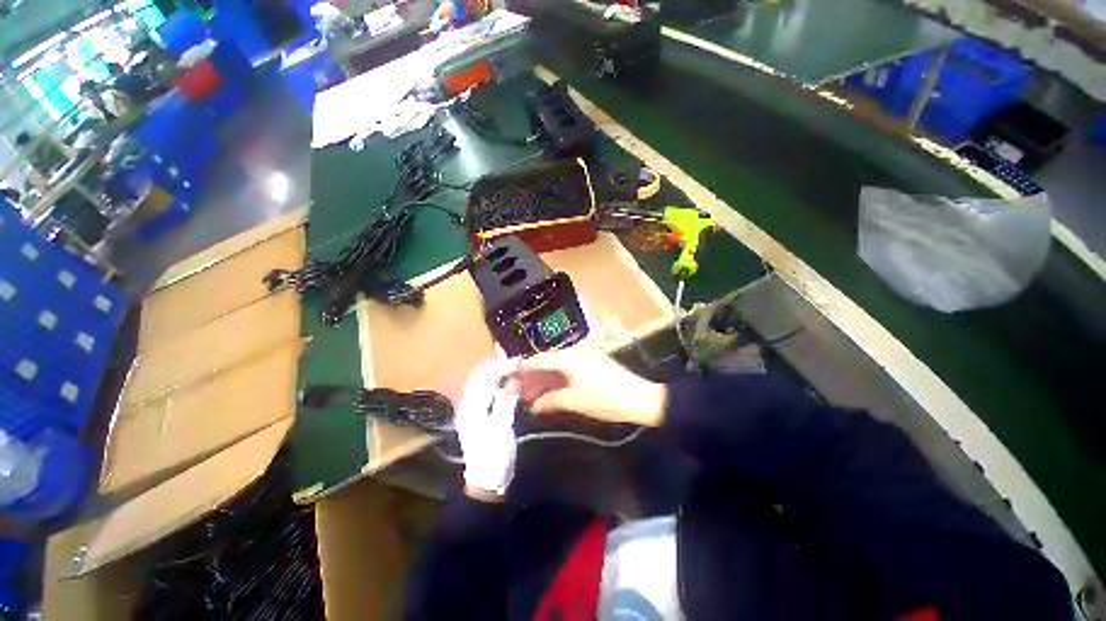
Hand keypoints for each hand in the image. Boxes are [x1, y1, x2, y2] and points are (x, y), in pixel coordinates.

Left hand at [454, 357, 519, 499]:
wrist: (485, 482)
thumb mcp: (503, 428)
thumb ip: (507, 401)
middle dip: (495, 364)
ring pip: (479, 381)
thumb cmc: (494, 456)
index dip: (501, 366)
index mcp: (471, 407)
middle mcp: (467, 404)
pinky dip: (493, 380)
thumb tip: (514, 379)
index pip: (484, 377)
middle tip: (514, 358)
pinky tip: (504, 379)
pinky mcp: (476, 414)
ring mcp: (470, 409)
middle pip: (478, 375)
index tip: (519, 360)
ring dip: (493, 370)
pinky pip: (483, 390)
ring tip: (510, 363)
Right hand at [506, 347, 667, 427]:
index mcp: (570, 358)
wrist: (640, 399)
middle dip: (531, 377)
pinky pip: (569, 371)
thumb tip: (533, 406)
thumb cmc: (605, 400)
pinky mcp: (594, 366)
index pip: (540, 360)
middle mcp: (576, 353)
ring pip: (558, 367)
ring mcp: (586, 358)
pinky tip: (550, 392)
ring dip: (544, 380)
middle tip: (516, 391)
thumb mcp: (575, 401)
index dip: (523, 369)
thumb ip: (550, 401)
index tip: (509, 378)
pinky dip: (558, 381)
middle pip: (548, 363)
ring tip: (531, 396)